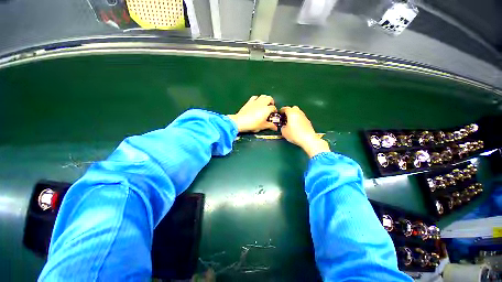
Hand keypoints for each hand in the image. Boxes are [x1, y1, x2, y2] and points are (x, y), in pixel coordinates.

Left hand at [228, 95, 277, 132]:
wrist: (241, 121)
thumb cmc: (253, 124)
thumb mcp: (263, 126)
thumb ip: (270, 126)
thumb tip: (275, 128)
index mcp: (267, 109)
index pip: (273, 108)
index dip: (275, 111)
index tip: (274, 114)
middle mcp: (262, 103)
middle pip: (269, 98)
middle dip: (271, 102)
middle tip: (271, 106)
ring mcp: (255, 101)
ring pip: (263, 96)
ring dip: (265, 99)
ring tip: (265, 104)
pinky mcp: (249, 102)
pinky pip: (255, 97)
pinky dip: (257, 98)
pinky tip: (256, 102)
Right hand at [280, 106, 329, 157]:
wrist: (308, 139)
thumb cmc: (295, 134)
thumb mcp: (284, 132)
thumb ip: (282, 127)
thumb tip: (283, 127)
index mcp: (292, 113)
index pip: (285, 108)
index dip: (281, 110)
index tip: (280, 113)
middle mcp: (299, 113)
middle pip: (293, 108)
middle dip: (289, 112)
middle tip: (285, 117)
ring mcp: (304, 117)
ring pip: (298, 113)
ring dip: (294, 116)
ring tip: (290, 123)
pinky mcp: (308, 122)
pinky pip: (301, 118)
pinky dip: (298, 120)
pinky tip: (296, 126)